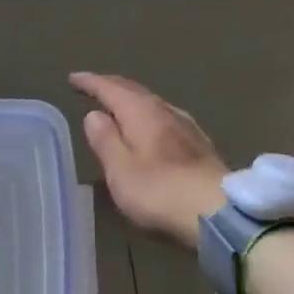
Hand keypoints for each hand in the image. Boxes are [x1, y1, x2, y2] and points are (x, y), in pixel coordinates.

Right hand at [71, 72, 229, 249]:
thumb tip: (95, 114)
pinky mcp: (200, 146)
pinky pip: (166, 119)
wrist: (220, 214)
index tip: (74, 78)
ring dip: (133, 101)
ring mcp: (188, 128)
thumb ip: (105, 140)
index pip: (112, 89)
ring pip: (154, 104)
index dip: (91, 83)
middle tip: (94, 86)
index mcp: (142, 113)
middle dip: (113, 87)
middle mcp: (166, 112)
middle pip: (136, 92)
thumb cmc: (160, 192)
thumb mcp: (120, 170)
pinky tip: (152, 127)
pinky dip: (149, 116)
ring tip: (119, 104)